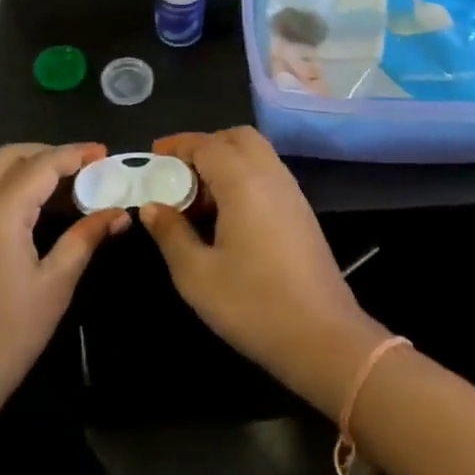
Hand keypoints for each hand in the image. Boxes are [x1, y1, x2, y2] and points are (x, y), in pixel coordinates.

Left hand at [0, 144, 126, 426]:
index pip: (43, 163)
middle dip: (46, 154)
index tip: (103, 153)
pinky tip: (12, 212)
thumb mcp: (54, 287)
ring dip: (17, 166)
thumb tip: (117, 213)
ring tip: (48, 186)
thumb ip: (85, 239)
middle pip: (9, 156)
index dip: (76, 154)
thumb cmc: (4, 337)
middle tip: (80, 170)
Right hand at [140, 128, 386, 419]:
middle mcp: (270, 175)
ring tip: (198, 198)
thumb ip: (171, 233)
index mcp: (243, 182)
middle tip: (178, 174)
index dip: (178, 144)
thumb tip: (152, 206)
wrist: (323, 337)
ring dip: (226, 161)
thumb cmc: (253, 304)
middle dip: (205, 145)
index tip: (153, 155)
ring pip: (256, 154)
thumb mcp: (197, 275)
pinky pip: (268, 174)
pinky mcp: (301, 212)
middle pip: (237, 138)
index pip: (207, 144)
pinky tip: (227, 215)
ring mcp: (291, 192)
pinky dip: (243, 177)